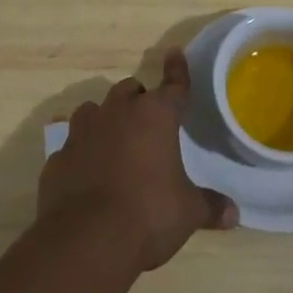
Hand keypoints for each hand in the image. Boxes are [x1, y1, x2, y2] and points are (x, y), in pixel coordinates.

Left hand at [39, 47, 237, 272]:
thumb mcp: (188, 213)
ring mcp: (83, 132)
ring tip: (112, 142)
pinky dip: (80, 153)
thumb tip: (234, 214)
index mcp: (155, 115)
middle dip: (137, 100)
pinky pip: (71, 146)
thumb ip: (209, 207)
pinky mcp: (58, 158)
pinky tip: (86, 174)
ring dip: (104, 120)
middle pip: (128, 90)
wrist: (86, 240)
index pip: (173, 84)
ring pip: (93, 110)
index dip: (177, 70)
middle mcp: (118, 112)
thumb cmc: (148, 215)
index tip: (175, 52)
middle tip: (146, 122)